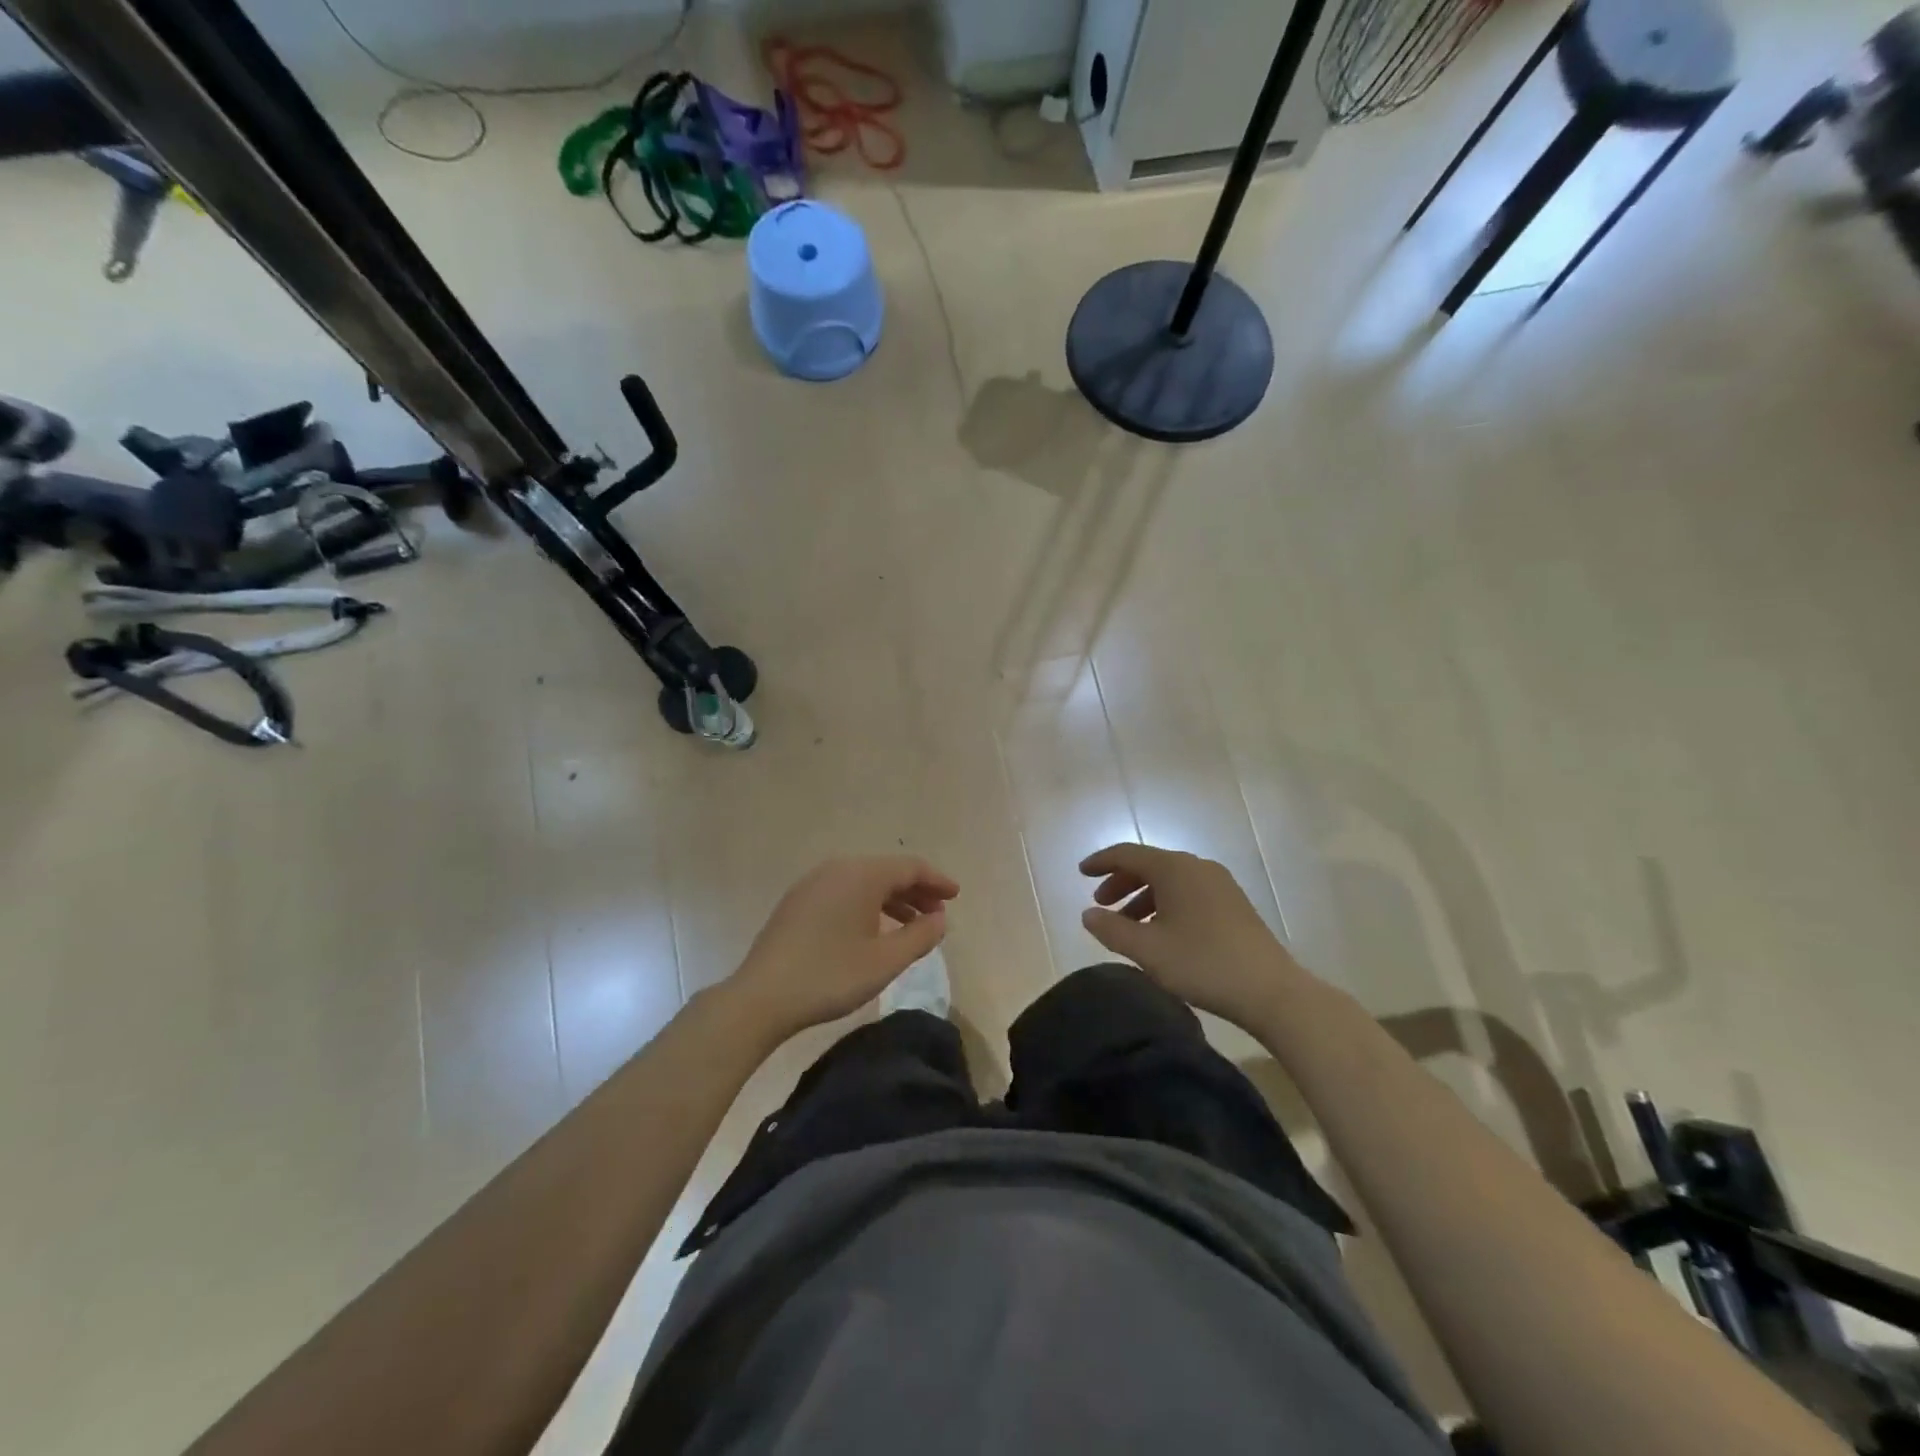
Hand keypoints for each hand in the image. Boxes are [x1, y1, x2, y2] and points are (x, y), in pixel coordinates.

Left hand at [729, 857, 957, 1035]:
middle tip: (938, 914)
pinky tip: (873, 930)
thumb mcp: (885, 961)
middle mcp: (837, 868)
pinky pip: (844, 892)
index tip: (956, 895)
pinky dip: (867, 905)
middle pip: (887, 871)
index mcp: (861, 875)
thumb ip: (920, 936)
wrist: (760, 998)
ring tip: (911, 926)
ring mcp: (813, 883)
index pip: (910, 867)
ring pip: (864, 882)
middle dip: (916, 891)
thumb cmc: (830, 976)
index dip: (937, 880)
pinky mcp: (798, 902)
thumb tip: (940, 918)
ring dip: (892, 900)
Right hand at [1080, 843, 1306, 1029]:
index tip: (1080, 873)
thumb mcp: (1147, 950)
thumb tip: (1088, 914)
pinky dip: (1165, 904)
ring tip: (1128, 926)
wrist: (1270, 991)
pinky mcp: (1233, 904)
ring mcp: (1219, 884)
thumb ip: (1111, 929)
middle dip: (1121, 882)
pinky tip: (1161, 933)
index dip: (1101, 862)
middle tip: (1101, 904)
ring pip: (1170, 881)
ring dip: (1143, 897)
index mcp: (1174, 869)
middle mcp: (1197, 867)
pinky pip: (1188, 892)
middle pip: (1149, 865)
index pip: (1128, 854)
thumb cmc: (1202, 964)